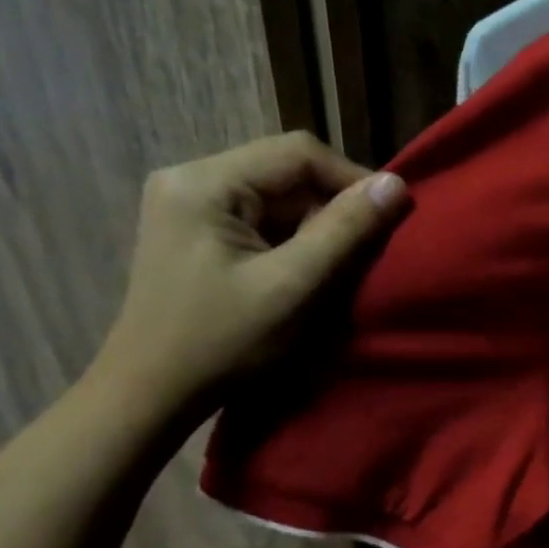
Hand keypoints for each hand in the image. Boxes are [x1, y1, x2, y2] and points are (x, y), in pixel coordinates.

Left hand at [91, 132, 408, 413]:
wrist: (151, 394)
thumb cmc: (223, 343)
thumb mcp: (293, 286)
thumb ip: (346, 231)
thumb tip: (397, 184)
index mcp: (204, 182)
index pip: (298, 153)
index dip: (352, 179)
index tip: (389, 218)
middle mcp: (191, 179)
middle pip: (287, 173)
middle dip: (334, 208)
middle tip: (366, 251)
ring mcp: (190, 206)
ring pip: (278, 198)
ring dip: (317, 228)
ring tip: (339, 267)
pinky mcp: (197, 233)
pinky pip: (262, 221)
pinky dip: (294, 242)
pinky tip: (306, 273)